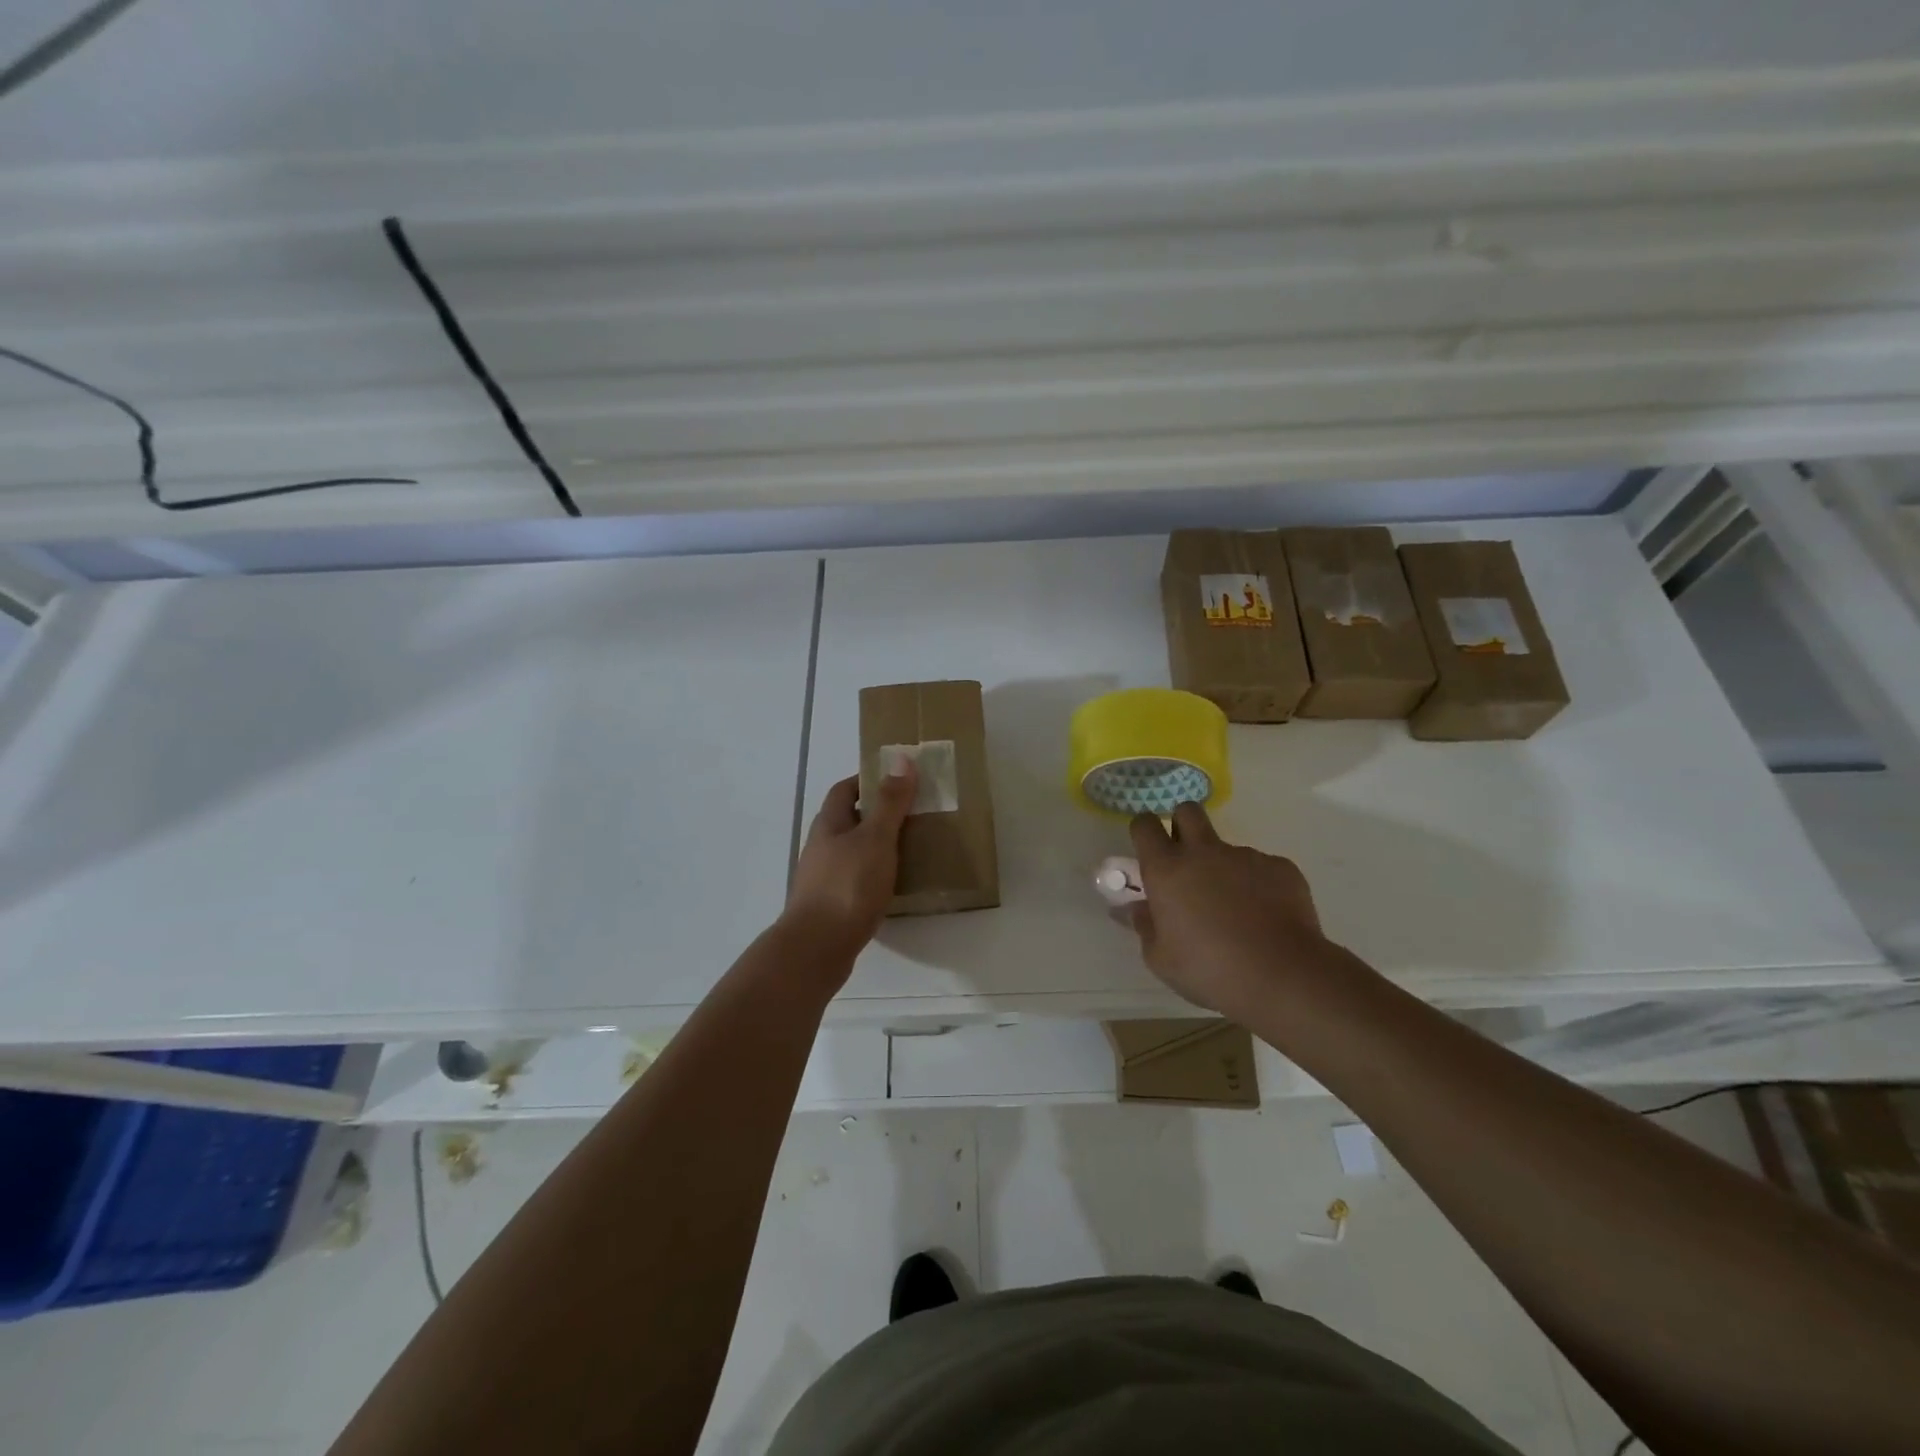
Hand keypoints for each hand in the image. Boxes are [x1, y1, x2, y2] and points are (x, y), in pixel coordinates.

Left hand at [783, 764, 917, 965]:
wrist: (817, 948)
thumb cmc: (847, 885)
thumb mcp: (876, 838)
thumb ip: (890, 802)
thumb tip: (900, 758)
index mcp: (829, 824)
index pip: (845, 789)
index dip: (868, 780)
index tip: (898, 779)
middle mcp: (821, 846)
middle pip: (849, 820)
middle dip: (878, 813)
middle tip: (914, 813)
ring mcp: (823, 877)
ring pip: (853, 851)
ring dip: (878, 846)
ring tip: (911, 848)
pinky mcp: (831, 905)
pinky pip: (856, 879)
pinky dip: (875, 875)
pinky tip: (895, 885)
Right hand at [1126, 802, 1331, 1021]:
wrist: (1282, 976)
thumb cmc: (1209, 970)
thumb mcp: (1161, 958)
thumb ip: (1144, 926)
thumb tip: (1135, 908)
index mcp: (1166, 869)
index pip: (1145, 825)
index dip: (1144, 832)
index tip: (1148, 851)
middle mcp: (1203, 852)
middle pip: (1187, 811)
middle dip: (1183, 825)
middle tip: (1186, 859)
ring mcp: (1245, 856)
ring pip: (1227, 847)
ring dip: (1224, 867)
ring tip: (1236, 909)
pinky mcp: (1281, 867)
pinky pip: (1262, 868)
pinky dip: (1258, 886)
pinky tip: (1266, 918)